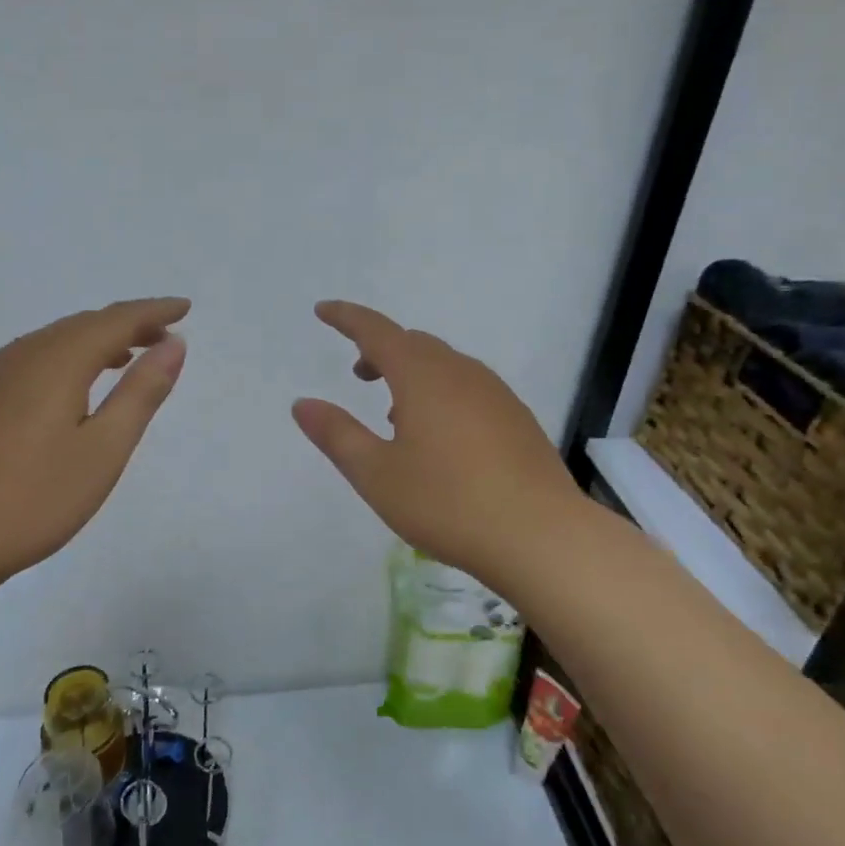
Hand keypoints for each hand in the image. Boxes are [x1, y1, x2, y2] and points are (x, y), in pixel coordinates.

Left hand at [0, 297, 189, 588]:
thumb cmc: (32, 499)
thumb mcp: (104, 450)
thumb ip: (141, 392)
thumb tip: (173, 344)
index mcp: (57, 362)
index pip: (115, 320)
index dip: (152, 312)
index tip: (183, 308)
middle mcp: (21, 356)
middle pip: (82, 324)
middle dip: (126, 324)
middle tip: (161, 337)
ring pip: (52, 340)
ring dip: (93, 340)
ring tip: (123, 358)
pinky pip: (28, 359)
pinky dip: (62, 358)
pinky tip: (67, 387)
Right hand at [292, 300, 583, 585]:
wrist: (541, 535)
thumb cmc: (448, 503)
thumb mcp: (377, 474)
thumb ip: (337, 434)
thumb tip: (303, 403)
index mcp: (422, 376)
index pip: (377, 331)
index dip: (347, 318)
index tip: (323, 310)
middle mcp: (460, 372)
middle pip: (413, 344)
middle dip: (380, 350)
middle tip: (359, 375)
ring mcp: (495, 393)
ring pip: (444, 365)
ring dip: (412, 374)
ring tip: (395, 414)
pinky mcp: (517, 417)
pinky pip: (468, 387)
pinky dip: (441, 393)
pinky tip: (440, 437)